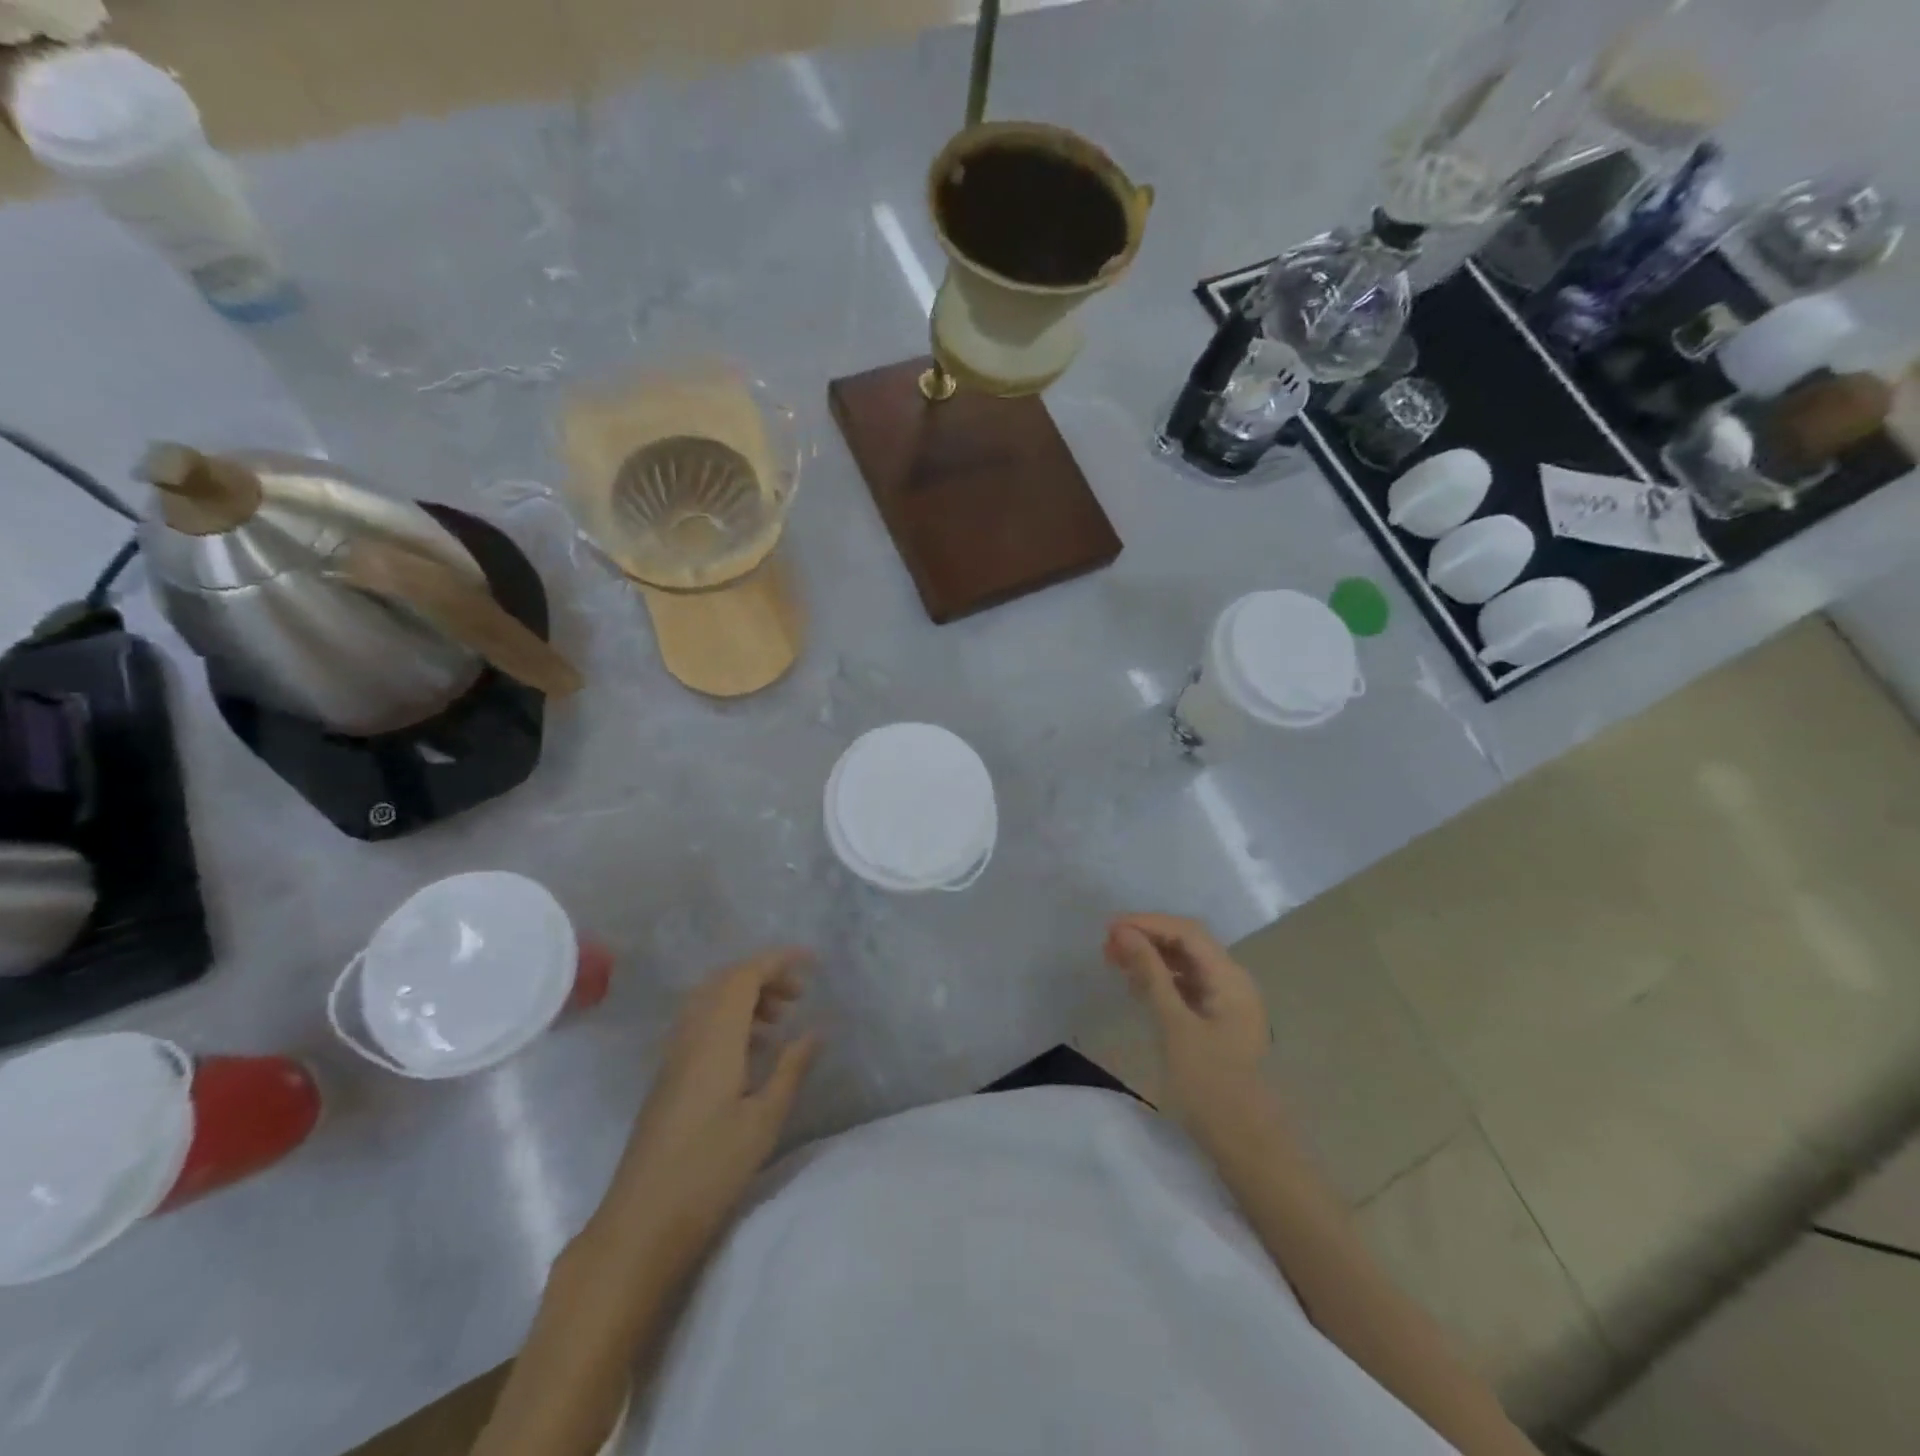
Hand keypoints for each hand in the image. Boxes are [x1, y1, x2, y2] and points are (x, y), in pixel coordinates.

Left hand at [600, 948, 820, 1254]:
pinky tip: (752, 1051)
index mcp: (715, 1038)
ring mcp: (674, 1054)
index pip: (744, 975)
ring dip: (746, 996)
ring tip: (780, 1021)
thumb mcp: (764, 1119)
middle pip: (725, 981)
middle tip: (798, 996)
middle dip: (764, 975)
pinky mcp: (668, 1075)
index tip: (814, 962)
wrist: (642, 1222)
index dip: (779, 960)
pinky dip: (730, 1018)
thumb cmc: (709, 1170)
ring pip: (710, 1000)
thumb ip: (791, 1067)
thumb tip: (816, 1030)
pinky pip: (701, 1023)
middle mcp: (690, 1035)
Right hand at [1103, 913, 1272, 1141]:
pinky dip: (1160, 980)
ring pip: (1185, 964)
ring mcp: (1226, 1002)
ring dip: (1151, 957)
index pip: (1187, 932)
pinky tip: (1137, 986)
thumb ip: (1150, 974)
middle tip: (1107, 946)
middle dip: (1147, 938)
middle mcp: (1232, 982)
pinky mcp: (1216, 1022)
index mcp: (1230, 978)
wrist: (1246, 1146)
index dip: (1148, 923)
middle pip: (1187, 943)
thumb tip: (1124, 933)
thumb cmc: (1210, 1085)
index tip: (1110, 929)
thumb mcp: (1174, 1026)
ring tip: (1115, 960)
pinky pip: (1186, 986)